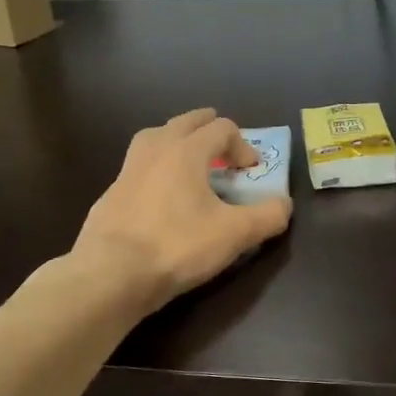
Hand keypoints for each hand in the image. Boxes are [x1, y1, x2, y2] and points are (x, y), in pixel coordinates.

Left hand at [74, 109, 291, 312]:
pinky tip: (161, 194)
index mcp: (186, 150)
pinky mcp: (111, 193)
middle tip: (224, 146)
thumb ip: (267, 216)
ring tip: (190, 160)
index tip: (252, 170)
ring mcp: (128, 169)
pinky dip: (156, 168)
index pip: (221, 128)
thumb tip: (284, 204)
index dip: (243, 145)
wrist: (111, 273)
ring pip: (155, 137)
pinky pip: (139, 166)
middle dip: (209, 129)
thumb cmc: (177, 246)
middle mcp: (155, 149)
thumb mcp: (235, 234)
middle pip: (186, 122)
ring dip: (177, 140)